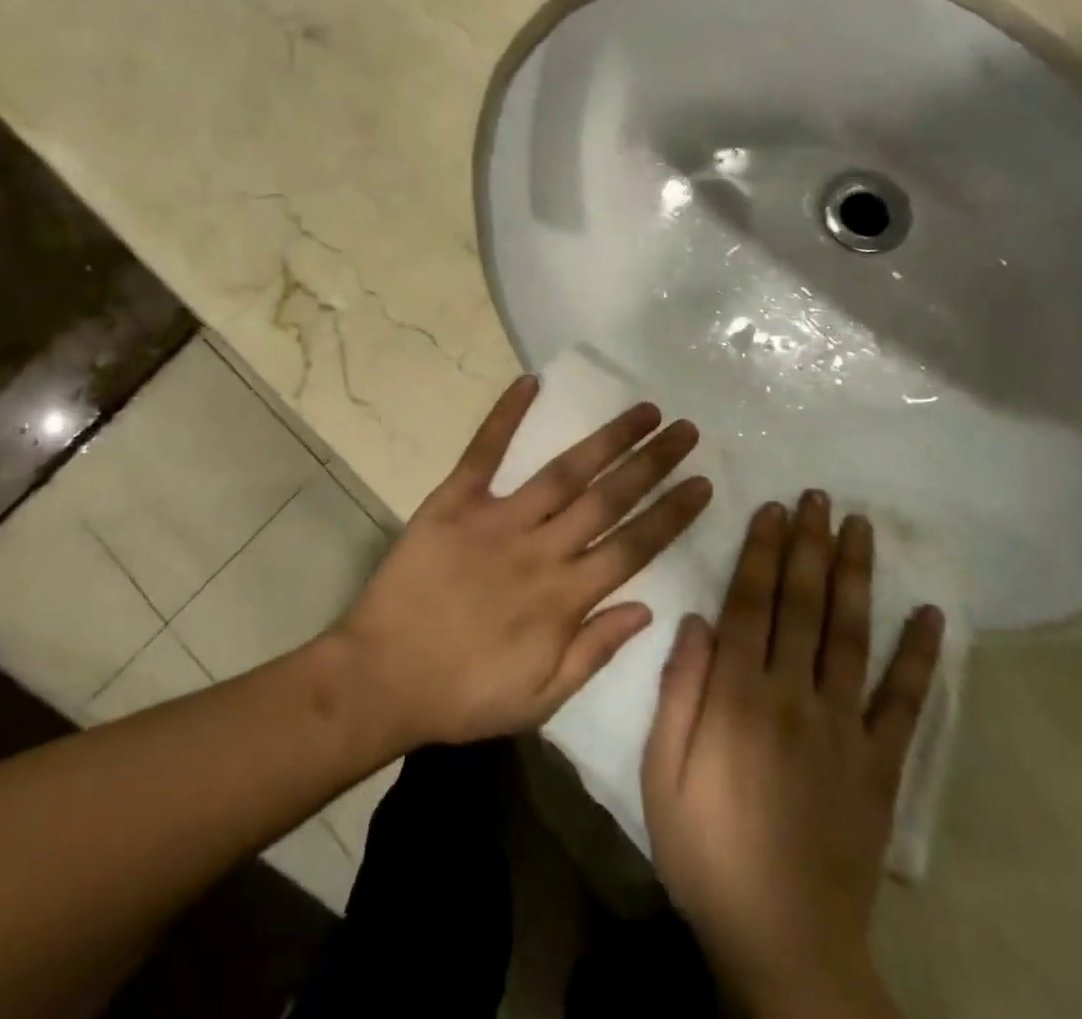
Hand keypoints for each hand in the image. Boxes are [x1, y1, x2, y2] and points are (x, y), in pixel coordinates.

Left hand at [335, 375, 713, 747]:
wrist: (380, 678)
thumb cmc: (463, 694)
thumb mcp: (540, 699)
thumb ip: (595, 650)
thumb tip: (647, 606)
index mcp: (564, 598)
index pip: (633, 546)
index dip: (671, 513)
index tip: (702, 483)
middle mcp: (540, 549)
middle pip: (608, 498)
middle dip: (653, 463)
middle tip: (685, 430)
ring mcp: (497, 519)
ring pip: (564, 472)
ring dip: (606, 438)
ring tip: (642, 410)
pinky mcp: (454, 501)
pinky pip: (483, 452)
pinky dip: (504, 416)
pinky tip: (529, 383)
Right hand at [642, 492, 943, 1018]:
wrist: (784, 943)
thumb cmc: (708, 851)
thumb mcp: (663, 773)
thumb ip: (679, 691)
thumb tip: (695, 618)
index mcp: (738, 695)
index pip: (750, 602)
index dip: (760, 550)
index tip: (772, 508)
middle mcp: (793, 695)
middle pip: (802, 604)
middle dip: (807, 545)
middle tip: (817, 497)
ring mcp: (844, 727)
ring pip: (850, 635)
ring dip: (855, 576)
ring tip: (857, 527)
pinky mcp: (881, 764)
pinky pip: (904, 702)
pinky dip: (918, 656)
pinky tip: (926, 614)